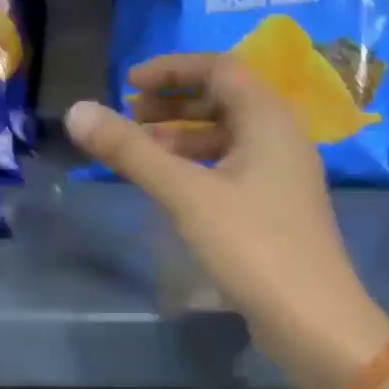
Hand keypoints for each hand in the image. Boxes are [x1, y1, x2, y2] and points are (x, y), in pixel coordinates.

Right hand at [65, 54, 388, 388]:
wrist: (313, 320)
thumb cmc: (252, 246)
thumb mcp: (186, 195)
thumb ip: (131, 152)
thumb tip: (76, 111)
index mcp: (269, 120)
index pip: (220, 69)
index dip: (172, 69)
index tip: (128, 84)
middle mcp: (281, 138)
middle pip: (225, 101)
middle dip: (173, 104)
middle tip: (129, 117)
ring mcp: (282, 176)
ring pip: (228, 139)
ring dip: (183, 137)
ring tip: (140, 152)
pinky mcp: (277, 210)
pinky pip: (232, 170)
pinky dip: (198, 167)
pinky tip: (172, 188)